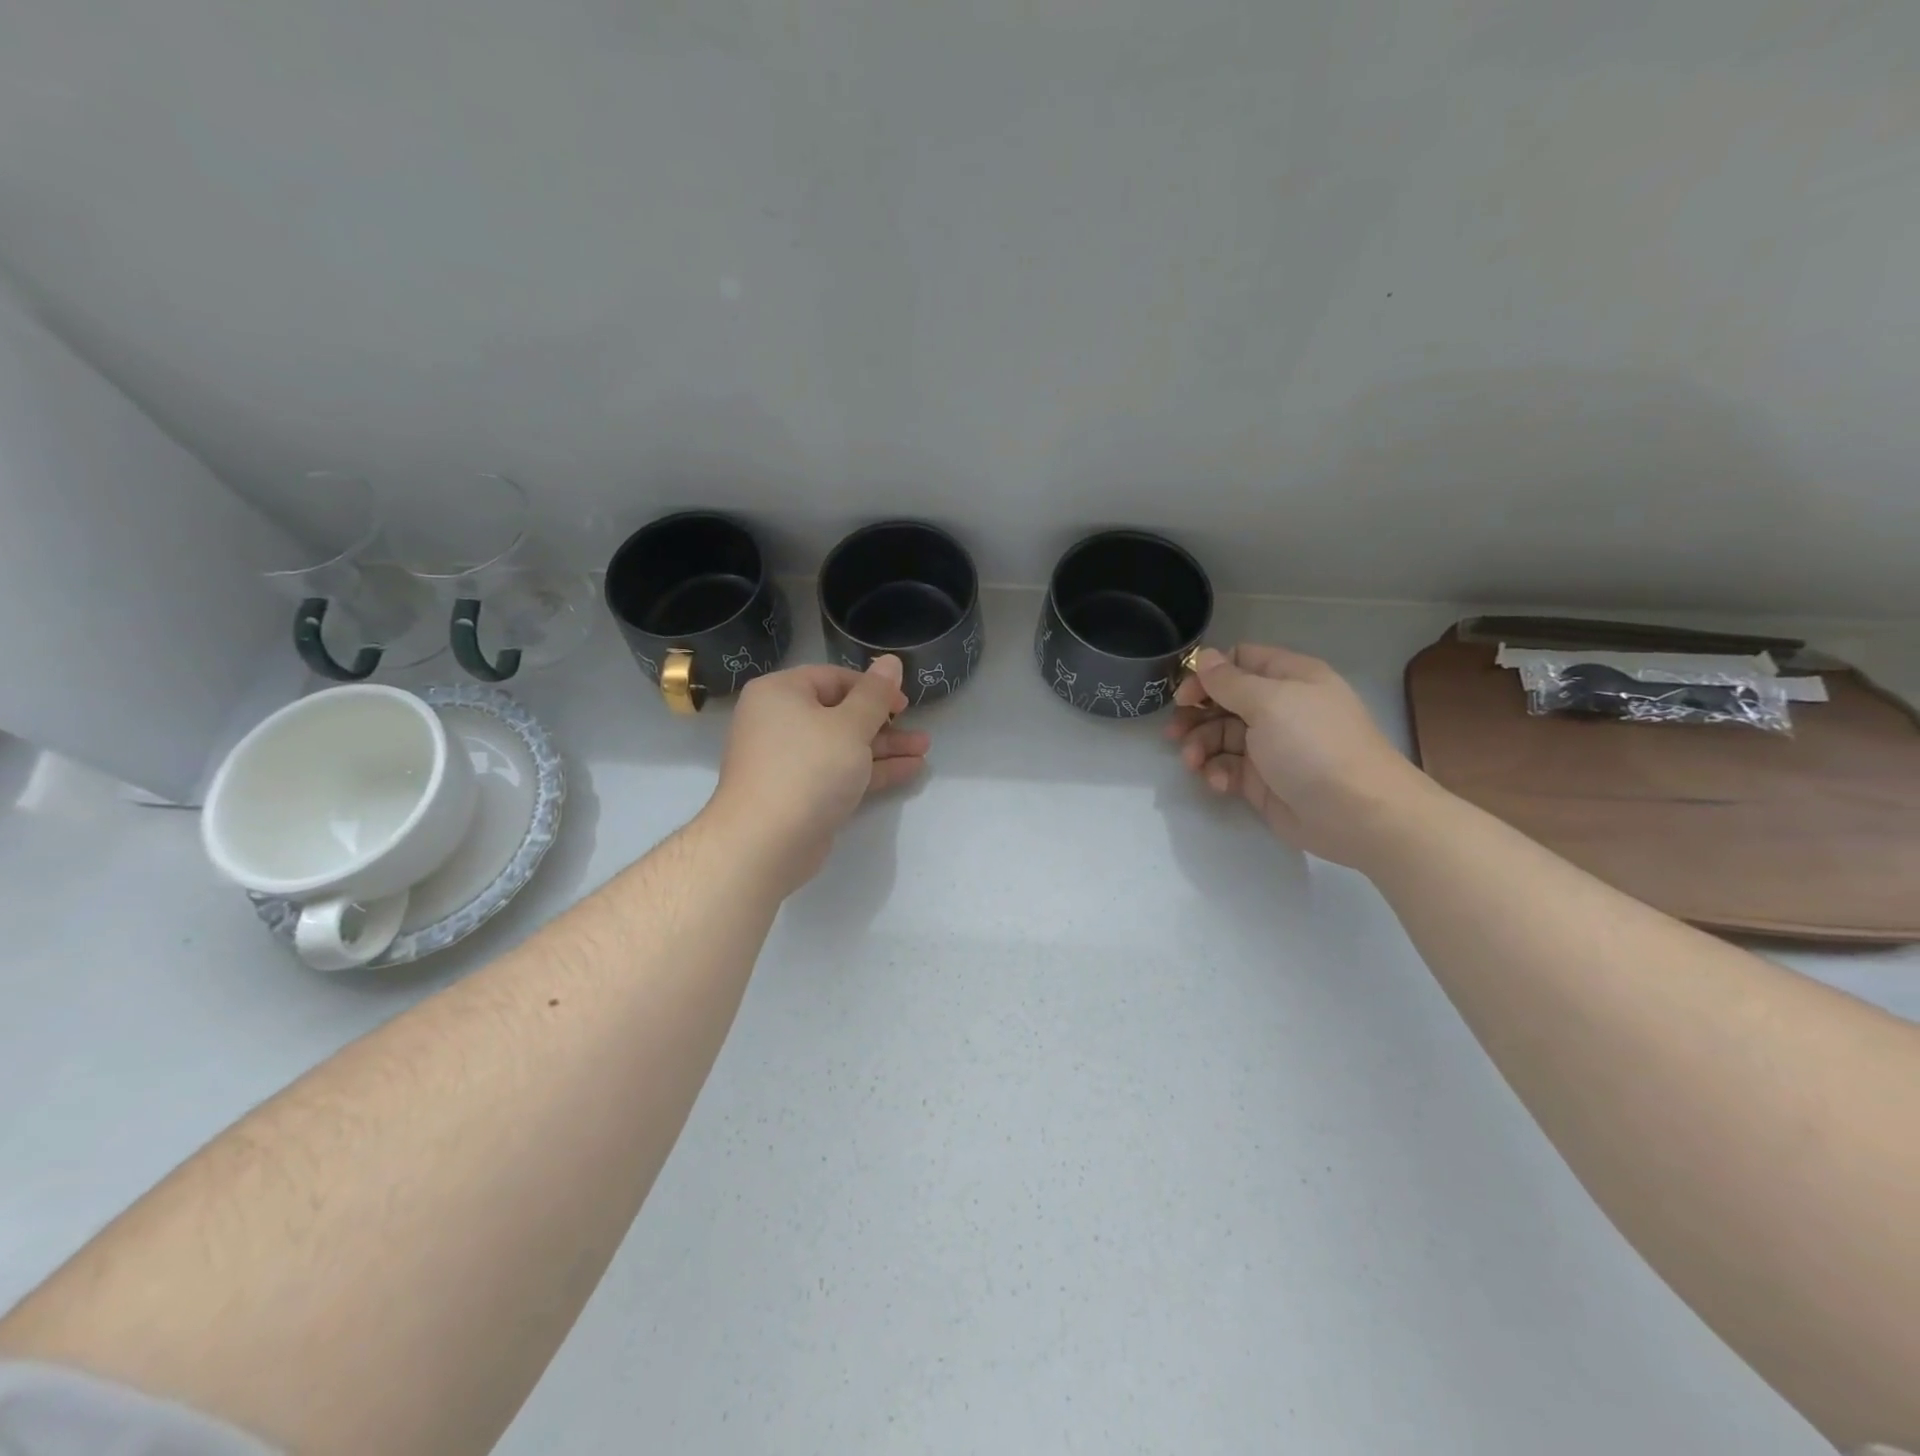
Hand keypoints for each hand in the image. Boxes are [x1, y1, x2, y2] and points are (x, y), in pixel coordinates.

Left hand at [707, 655, 929, 893]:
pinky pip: (839, 771)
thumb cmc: (807, 769)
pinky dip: (870, 770)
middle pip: (839, 713)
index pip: (833, 677)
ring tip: (924, 750)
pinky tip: (910, 770)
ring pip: (843, 745)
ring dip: (884, 747)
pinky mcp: (800, 792)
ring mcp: (789, 760)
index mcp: (780, 693)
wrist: (765, 843)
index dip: (873, 687)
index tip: (905, 703)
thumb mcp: (850, 726)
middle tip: (918, 728)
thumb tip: (891, 661)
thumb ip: (875, 694)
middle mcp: (779, 722)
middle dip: (884, 722)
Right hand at [1165, 645, 1432, 867]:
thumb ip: (1229, 680)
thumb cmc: (1314, 745)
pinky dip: (1217, 773)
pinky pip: (1228, 768)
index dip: (1208, 674)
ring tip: (1192, 763)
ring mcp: (1271, 745)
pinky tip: (1219, 784)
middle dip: (1196, 715)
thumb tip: (1203, 657)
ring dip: (1200, 746)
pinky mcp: (1263, 781)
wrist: (1357, 814)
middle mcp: (1279, 708)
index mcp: (1289, 678)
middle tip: (1174, 732)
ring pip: (1220, 736)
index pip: (1240, 661)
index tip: (1184, 695)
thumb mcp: (1269, 702)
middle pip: (1224, 700)